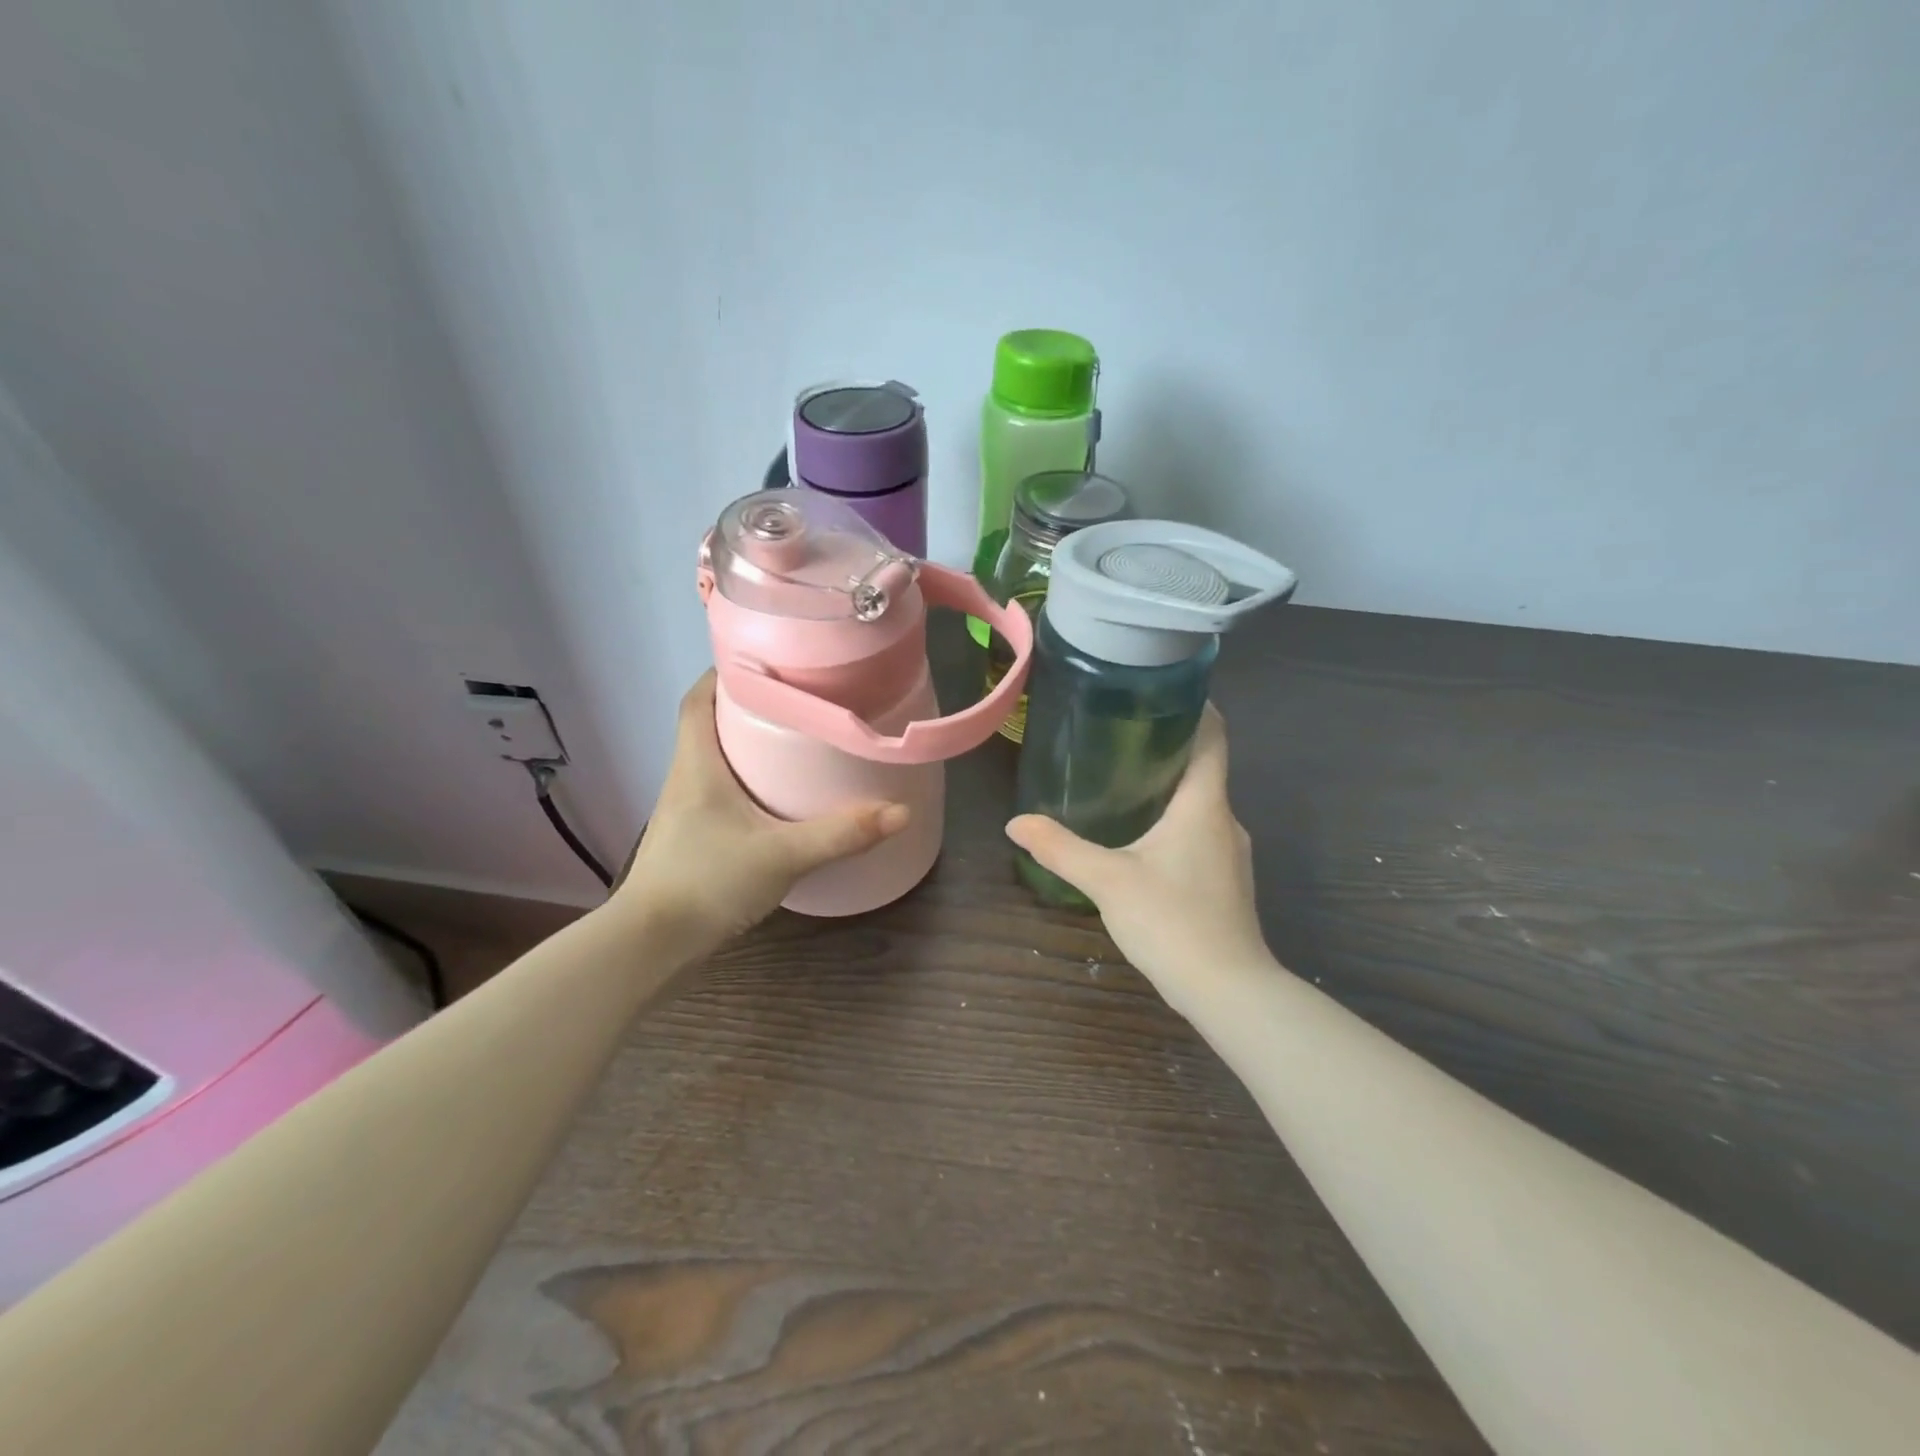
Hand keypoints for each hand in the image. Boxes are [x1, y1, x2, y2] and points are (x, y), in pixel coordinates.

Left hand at [616, 673, 908, 949]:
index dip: (724, 673)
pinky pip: (722, 793)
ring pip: (716, 760)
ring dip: (748, 746)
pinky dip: (748, 784)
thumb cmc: (707, 882)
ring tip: (797, 741)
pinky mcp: (694, 839)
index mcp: (697, 763)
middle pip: (710, 724)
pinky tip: (780, 799)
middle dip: (748, 706)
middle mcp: (686, 778)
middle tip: (798, 699)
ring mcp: (686, 811)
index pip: (697, 699)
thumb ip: (841, 834)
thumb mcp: (782, 855)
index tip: (764, 660)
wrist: (652, 946)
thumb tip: (900, 811)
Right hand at [1005, 706, 1269, 1007]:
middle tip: (1120, 735)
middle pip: (1204, 768)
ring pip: (1201, 805)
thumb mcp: (1107, 881)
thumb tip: (1017, 823)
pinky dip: (1175, 821)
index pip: (1214, 737)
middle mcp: (1225, 820)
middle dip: (1168, 747)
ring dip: (1170, 788)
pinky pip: (1201, 833)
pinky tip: (1143, 838)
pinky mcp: (1226, 881)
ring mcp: (1231, 854)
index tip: (1163, 691)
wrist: (1229, 991)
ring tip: (1124, 781)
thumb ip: (1060, 849)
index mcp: (1204, 805)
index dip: (1198, 708)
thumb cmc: (1172, 921)